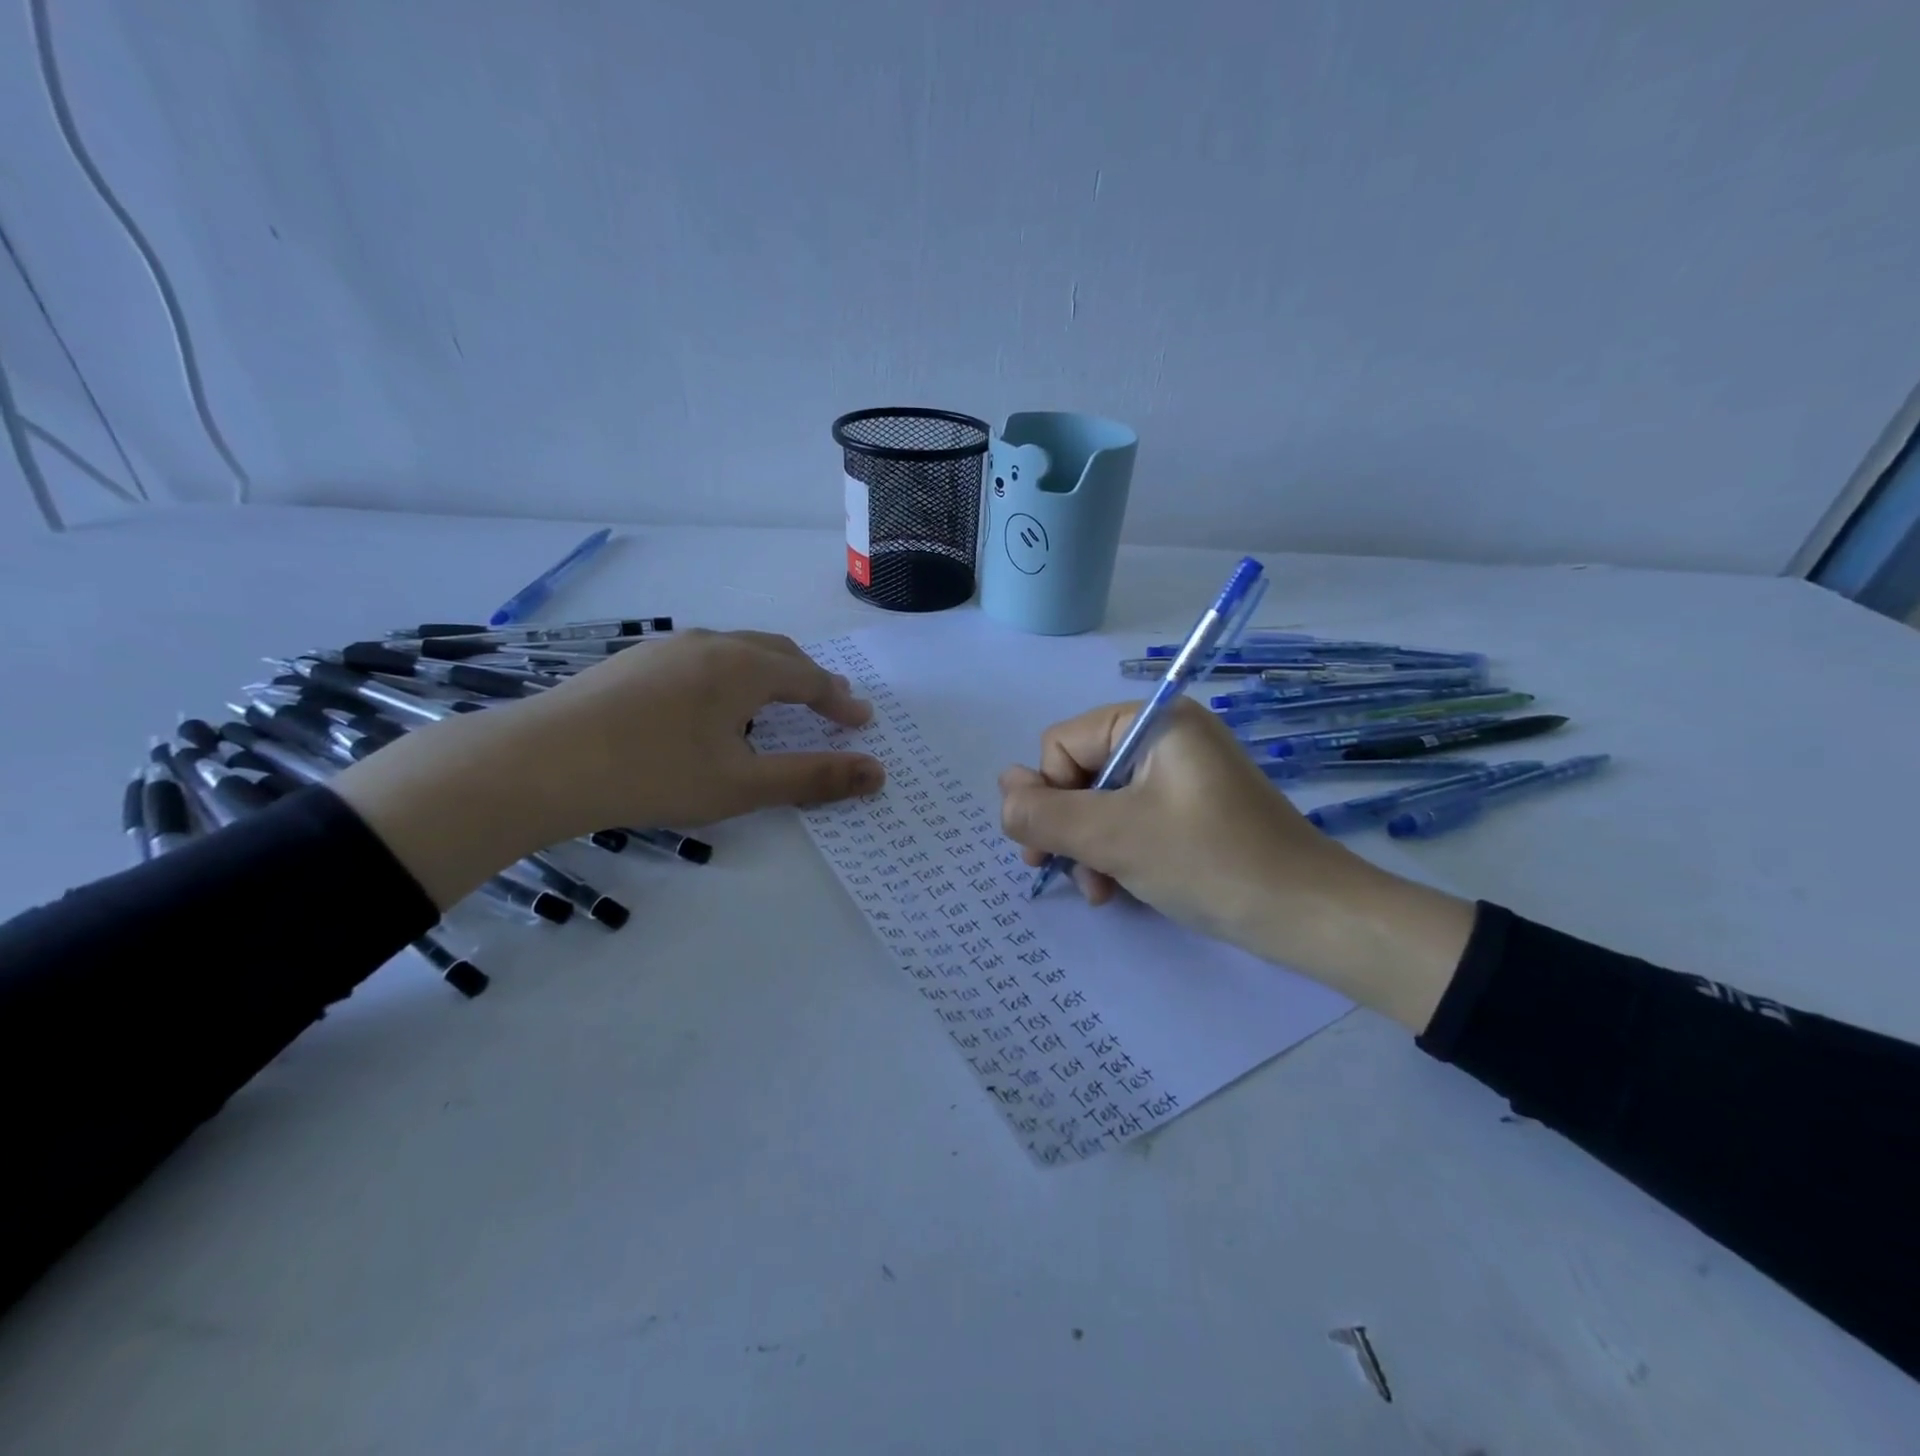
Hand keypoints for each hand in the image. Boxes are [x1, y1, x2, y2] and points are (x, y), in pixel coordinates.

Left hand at [515, 628, 883, 829]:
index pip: (809, 678)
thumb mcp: (742, 785)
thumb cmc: (653, 774)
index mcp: (743, 667)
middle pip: (776, 652)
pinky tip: (711, 707)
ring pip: (735, 651)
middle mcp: (709, 644)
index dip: (840, 702)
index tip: (862, 722)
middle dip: (809, 678)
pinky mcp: (633, 663)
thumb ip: (813, 777)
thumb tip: (877, 773)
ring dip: (768, 674)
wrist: (538, 763)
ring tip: (776, 703)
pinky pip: (701, 660)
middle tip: (830, 704)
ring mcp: (666, 648)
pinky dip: (729, 677)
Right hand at [997, 698, 1475, 1031]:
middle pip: (1080, 772)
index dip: (1047, 797)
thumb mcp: (1112, 837)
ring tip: (1100, 891)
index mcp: (1152, 721)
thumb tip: (1002, 788)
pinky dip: (1118, 851)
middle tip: (1068, 876)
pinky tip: (1119, 889)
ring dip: (1089, 847)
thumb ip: (1043, 812)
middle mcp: (1166, 735)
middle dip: (1068, 827)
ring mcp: (1182, 773)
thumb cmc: (1209, 863)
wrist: (1310, 915)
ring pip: (1103, 801)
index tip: (1045, 852)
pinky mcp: (1193, 808)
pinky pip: (1133, 818)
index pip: (1061, 745)